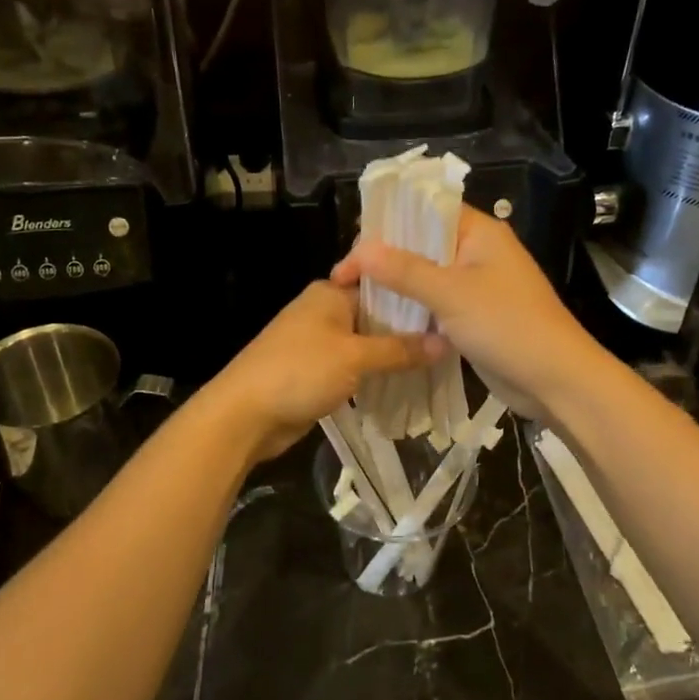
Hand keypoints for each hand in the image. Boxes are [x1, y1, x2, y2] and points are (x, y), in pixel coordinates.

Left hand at [202, 280, 443, 464]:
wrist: (244, 415)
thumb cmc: (299, 372)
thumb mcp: (354, 358)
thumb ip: (400, 350)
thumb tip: (446, 343)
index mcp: (330, 293)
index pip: (382, 284)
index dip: (414, 294)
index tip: (449, 304)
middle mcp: (325, 311)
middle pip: (377, 315)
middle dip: (409, 329)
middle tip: (454, 338)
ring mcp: (320, 343)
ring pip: (368, 344)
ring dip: (394, 355)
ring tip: (440, 361)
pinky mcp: (318, 371)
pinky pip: (356, 367)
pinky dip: (377, 373)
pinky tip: (408, 381)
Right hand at [332, 207, 604, 420]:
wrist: (555, 380)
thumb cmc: (507, 326)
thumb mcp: (451, 294)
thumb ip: (405, 270)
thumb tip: (362, 250)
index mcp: (480, 233)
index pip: (425, 212)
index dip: (387, 225)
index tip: (352, 250)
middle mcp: (478, 252)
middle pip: (422, 245)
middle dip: (385, 259)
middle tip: (346, 279)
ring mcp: (477, 286)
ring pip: (427, 278)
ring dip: (396, 286)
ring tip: (355, 297)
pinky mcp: (475, 317)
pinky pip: (436, 305)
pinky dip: (413, 309)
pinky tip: (382, 319)